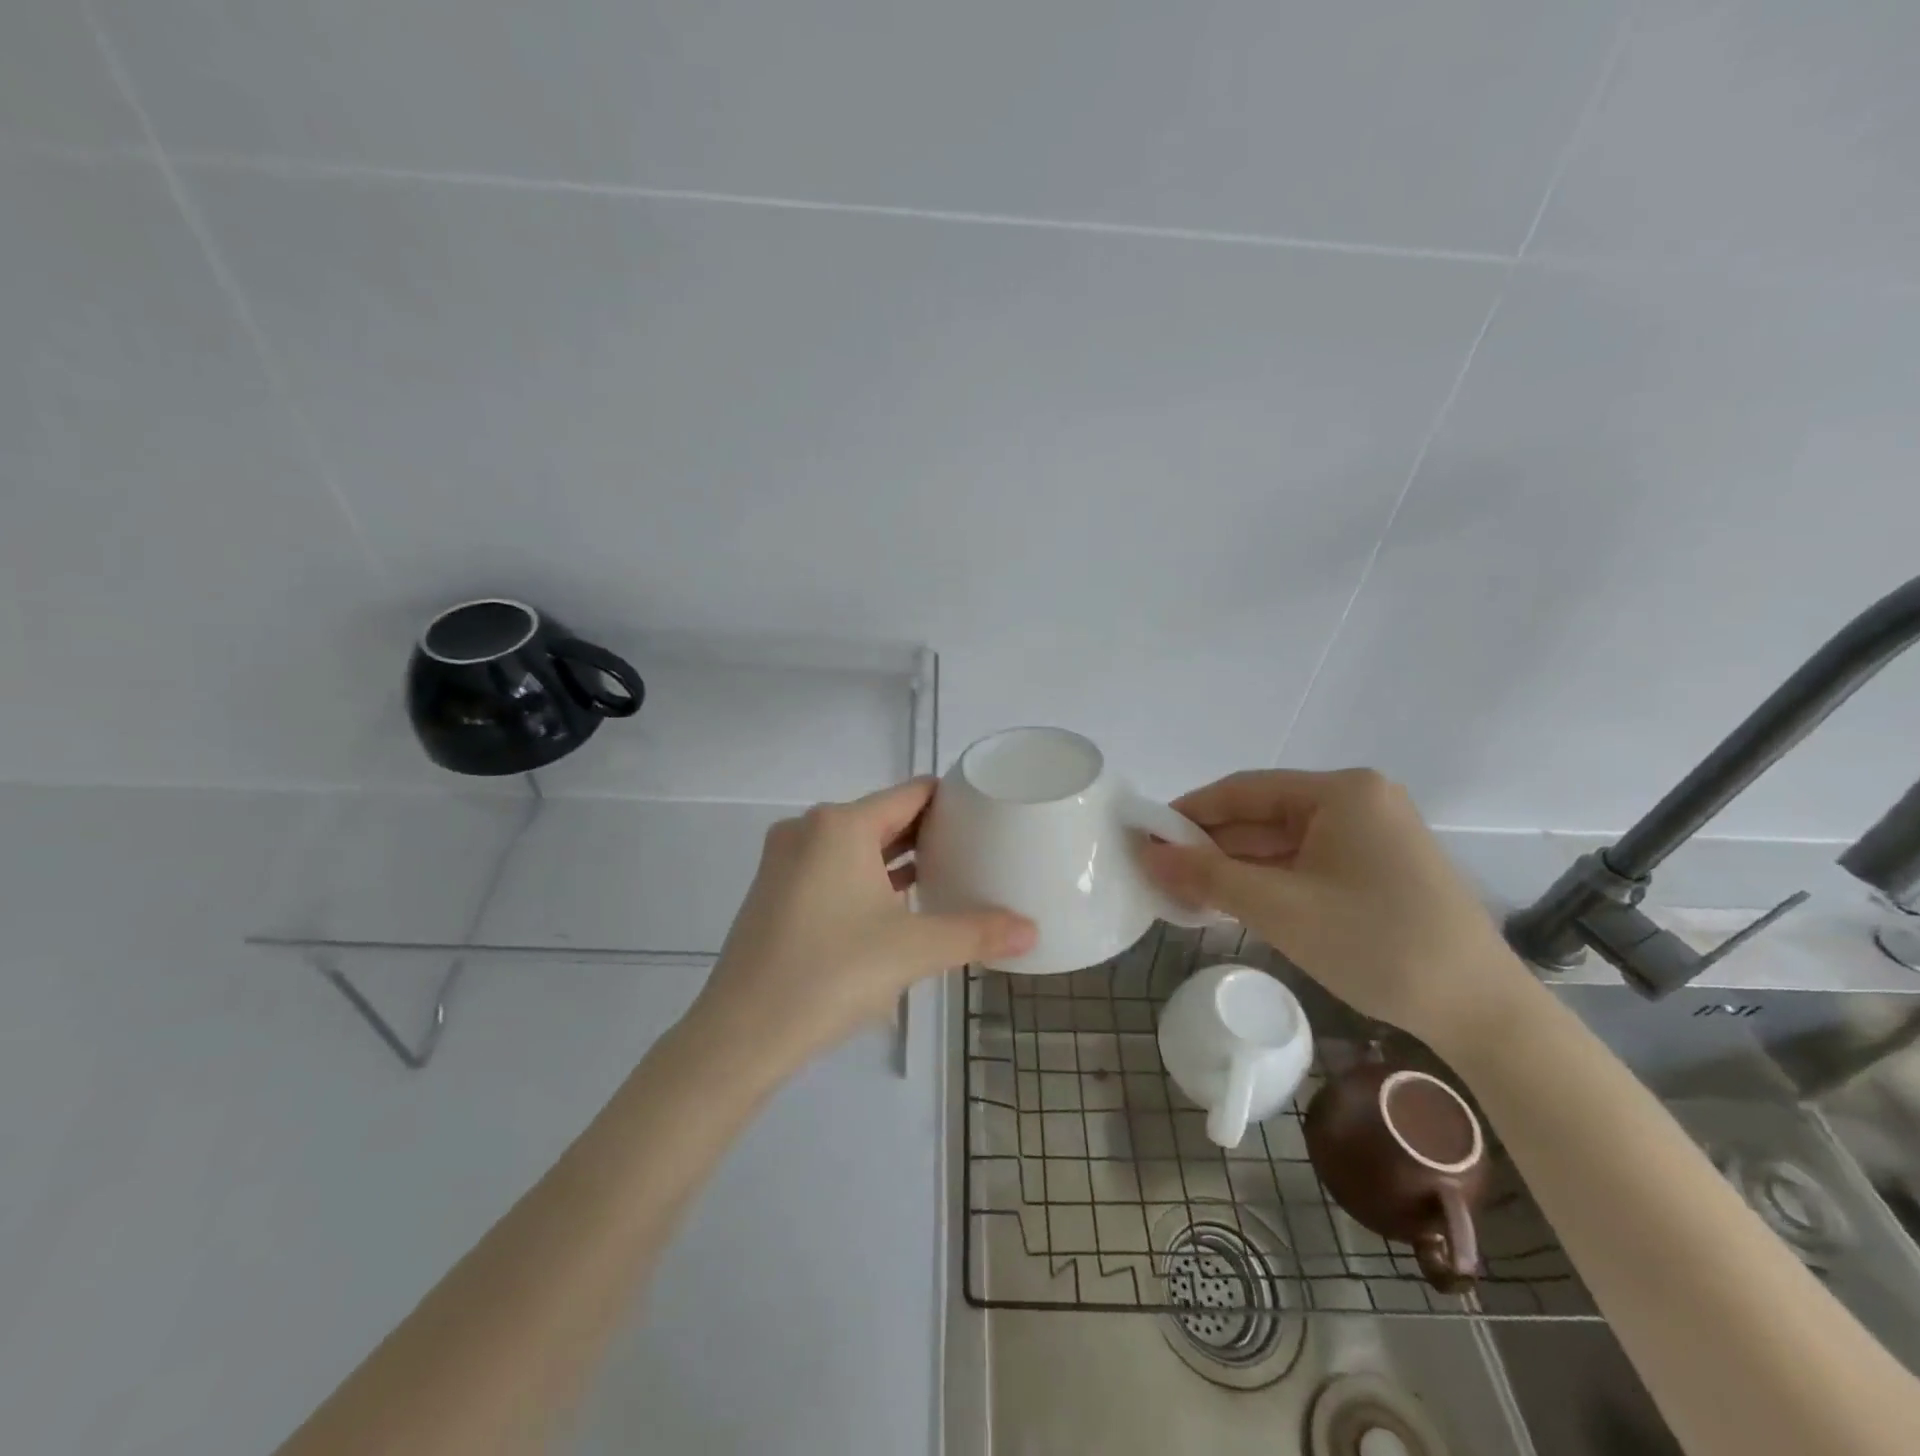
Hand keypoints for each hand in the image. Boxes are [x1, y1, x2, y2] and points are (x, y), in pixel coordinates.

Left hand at [686, 778, 1035, 1078]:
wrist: (740, 1035)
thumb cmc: (831, 974)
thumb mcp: (913, 950)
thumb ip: (976, 933)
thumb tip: (1033, 932)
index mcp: (841, 825)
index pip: (912, 793)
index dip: (953, 800)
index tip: (989, 815)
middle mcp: (809, 830)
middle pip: (884, 816)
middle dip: (930, 831)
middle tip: (978, 848)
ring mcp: (786, 861)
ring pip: (857, 845)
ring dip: (899, 857)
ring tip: (948, 872)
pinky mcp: (776, 892)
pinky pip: (834, 868)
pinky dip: (868, 877)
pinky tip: (899, 904)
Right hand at [1139, 768, 1531, 1052]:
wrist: (1481, 1012)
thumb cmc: (1376, 944)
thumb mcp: (1280, 908)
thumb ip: (1207, 876)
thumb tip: (1146, 855)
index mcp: (1341, 792)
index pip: (1244, 790)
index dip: (1188, 812)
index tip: (1146, 837)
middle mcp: (1358, 801)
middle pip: (1263, 815)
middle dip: (1210, 845)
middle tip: (1159, 871)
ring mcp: (1372, 836)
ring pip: (1282, 842)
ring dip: (1236, 867)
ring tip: (1185, 890)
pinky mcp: (1378, 869)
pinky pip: (1306, 863)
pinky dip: (1268, 881)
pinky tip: (1232, 902)